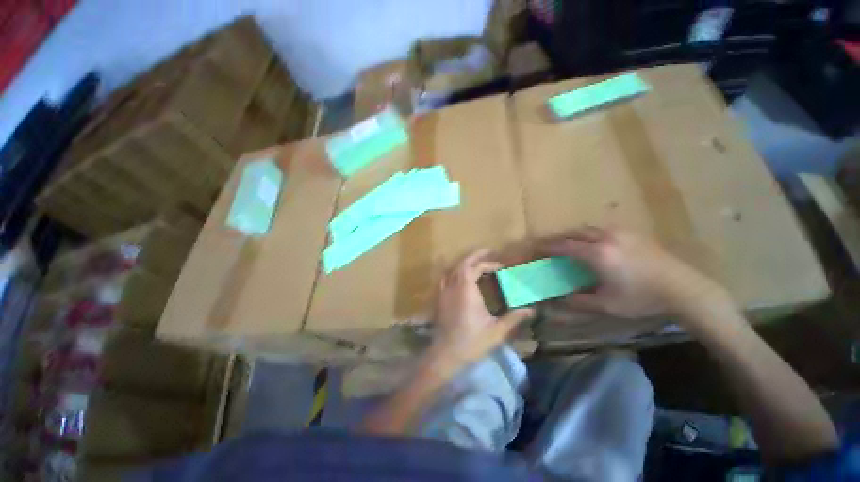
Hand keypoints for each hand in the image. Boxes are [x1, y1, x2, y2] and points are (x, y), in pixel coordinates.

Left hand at [432, 249, 534, 367]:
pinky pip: (445, 277)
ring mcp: (443, 291)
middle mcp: (453, 286)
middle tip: (488, 252)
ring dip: (464, 262)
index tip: (501, 267)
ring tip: (476, 263)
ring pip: (452, 268)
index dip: (489, 264)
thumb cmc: (472, 342)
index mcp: (467, 290)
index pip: (477, 268)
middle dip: (475, 255)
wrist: (445, 354)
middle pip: (463, 263)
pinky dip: (454, 272)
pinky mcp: (438, 298)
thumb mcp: (497, 331)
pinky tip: (459, 276)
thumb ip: (514, 318)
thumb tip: (531, 310)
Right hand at [543, 227, 730, 318]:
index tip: (535, 249)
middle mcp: (606, 237)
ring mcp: (621, 233)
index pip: (564, 246)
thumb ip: (579, 301)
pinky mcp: (633, 234)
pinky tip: (594, 244)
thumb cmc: (642, 298)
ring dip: (574, 235)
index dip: (547, 247)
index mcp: (598, 254)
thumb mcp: (607, 305)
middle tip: (550, 247)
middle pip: (574, 232)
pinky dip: (590, 235)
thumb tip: (560, 298)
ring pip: (589, 228)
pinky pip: (603, 229)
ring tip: (569, 245)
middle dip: (559, 238)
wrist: (684, 289)